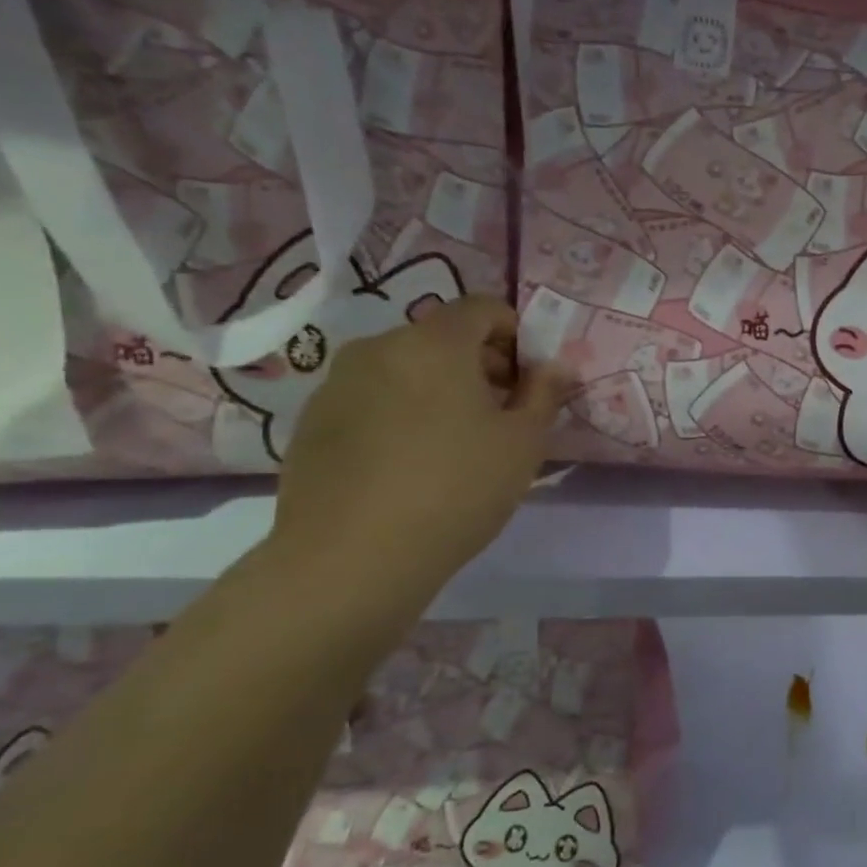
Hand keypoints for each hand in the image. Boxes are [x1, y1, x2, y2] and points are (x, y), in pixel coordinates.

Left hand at [270, 296, 570, 593]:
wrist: (352, 558)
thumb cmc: (458, 488)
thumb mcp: (524, 442)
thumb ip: (545, 393)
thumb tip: (555, 366)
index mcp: (435, 344)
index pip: (482, 308)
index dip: (516, 333)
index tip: (529, 379)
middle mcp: (379, 348)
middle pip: (442, 337)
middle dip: (480, 364)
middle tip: (502, 414)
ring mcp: (336, 385)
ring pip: (404, 368)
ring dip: (439, 389)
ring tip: (456, 444)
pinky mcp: (311, 423)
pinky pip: (372, 399)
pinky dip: (400, 414)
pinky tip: (411, 466)